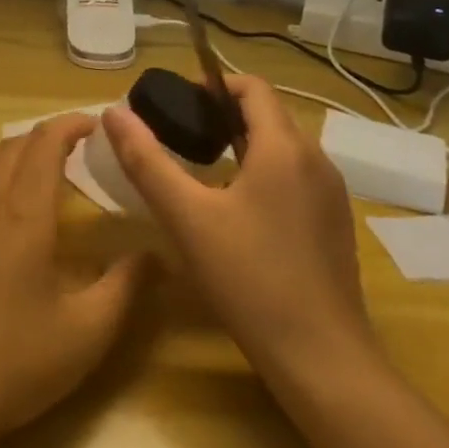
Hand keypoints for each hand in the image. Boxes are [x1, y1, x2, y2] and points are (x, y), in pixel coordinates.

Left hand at [0, 115, 152, 447]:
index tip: (92, 126)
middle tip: (66, 159)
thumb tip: (157, 255)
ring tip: (18, 179)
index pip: (46, 142)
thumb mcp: (86, 332)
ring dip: (1, 156)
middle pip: (11, 145)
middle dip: (42, 142)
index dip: (70, 125)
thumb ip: (125, 287)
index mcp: (23, 210)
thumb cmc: (15, 361)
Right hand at [101, 75, 376, 384]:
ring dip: (243, 144)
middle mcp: (317, 160)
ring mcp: (332, 195)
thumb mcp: (186, 217)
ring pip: (283, 147)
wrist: (324, 362)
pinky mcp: (336, 225)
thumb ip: (146, 160)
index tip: (178, 105)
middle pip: (267, 114)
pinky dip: (264, 173)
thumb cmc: (250, 280)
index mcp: (284, 147)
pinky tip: (237, 212)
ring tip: (202, 171)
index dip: (212, 85)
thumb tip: (113, 112)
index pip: (252, 87)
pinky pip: (296, 177)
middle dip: (222, 115)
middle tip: (180, 138)